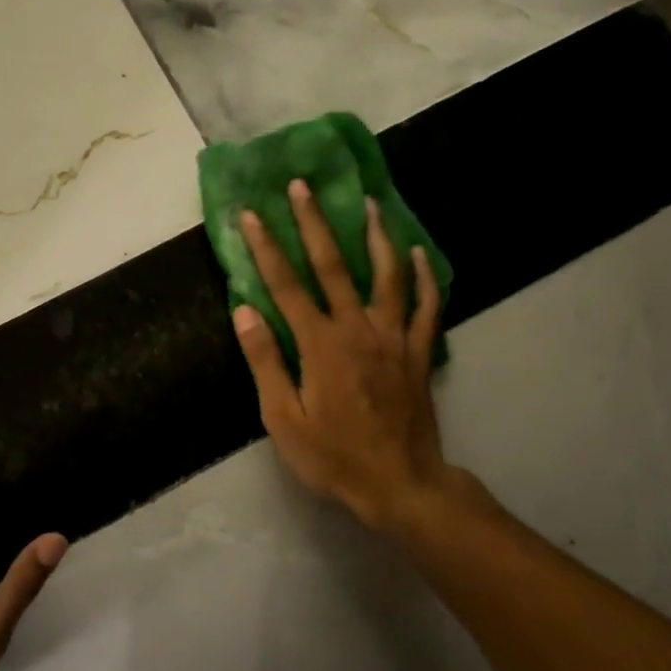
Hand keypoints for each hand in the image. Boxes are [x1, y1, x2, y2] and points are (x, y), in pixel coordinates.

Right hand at [232, 180, 460, 536]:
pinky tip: (419, 254)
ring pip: (386, 274)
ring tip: (369, 202)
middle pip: (333, 265)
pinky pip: (426, 305)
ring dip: (376, 235)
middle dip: (315, 222)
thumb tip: (244, 310)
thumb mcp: (283, 418)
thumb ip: (265, 360)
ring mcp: (393, 336)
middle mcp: (358, 328)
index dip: (266, 248)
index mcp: (320, 344)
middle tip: (303, 186)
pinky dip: (424, 277)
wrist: (400, 484)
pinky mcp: (418, 351)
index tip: (251, 214)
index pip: (286, 285)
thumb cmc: (333, 456)